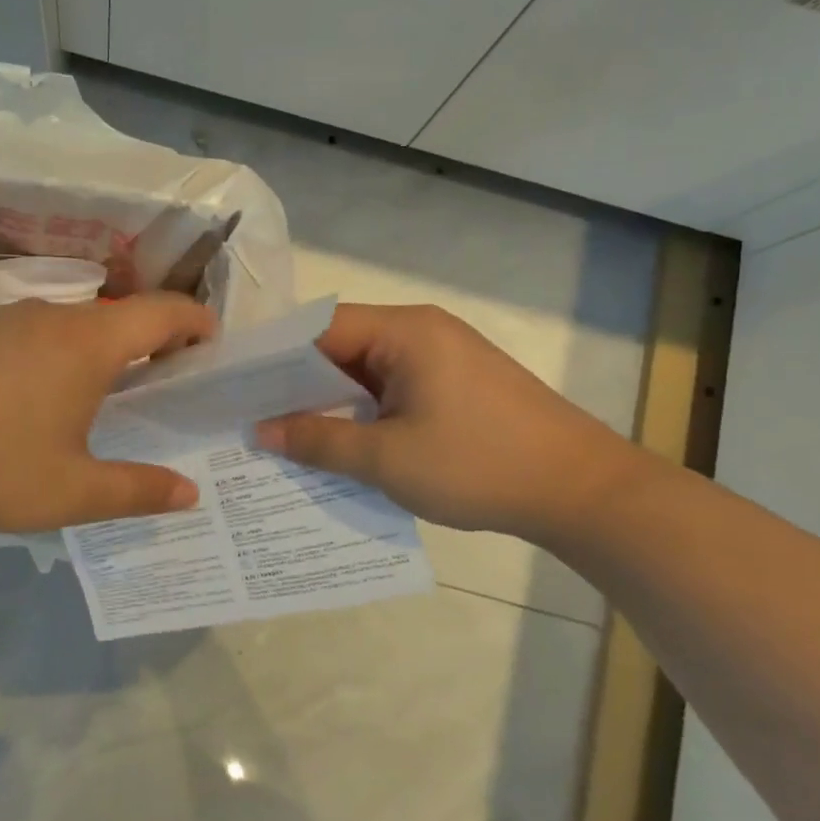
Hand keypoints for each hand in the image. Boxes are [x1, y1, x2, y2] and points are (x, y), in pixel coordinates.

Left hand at [0, 295, 215, 535]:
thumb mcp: (73, 492)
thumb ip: (139, 490)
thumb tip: (190, 492)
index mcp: (87, 343)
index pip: (162, 312)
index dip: (196, 322)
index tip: (212, 345)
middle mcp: (49, 316)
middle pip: (117, 316)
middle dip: (149, 342)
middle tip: (160, 386)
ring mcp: (2, 320)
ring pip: (70, 325)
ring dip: (97, 350)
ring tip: (97, 397)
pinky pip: (29, 334)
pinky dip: (53, 355)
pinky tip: (30, 400)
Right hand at [254, 304, 640, 542]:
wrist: (583, 492)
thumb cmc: (478, 465)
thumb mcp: (386, 459)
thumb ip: (318, 441)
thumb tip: (261, 430)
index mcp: (405, 331)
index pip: (319, 328)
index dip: (275, 358)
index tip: (237, 388)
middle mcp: (422, 331)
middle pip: (341, 347)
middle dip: (298, 384)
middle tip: (251, 417)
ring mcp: (443, 358)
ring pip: (366, 372)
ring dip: (332, 402)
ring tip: (286, 434)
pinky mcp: (456, 385)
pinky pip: (393, 390)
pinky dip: (363, 413)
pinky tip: (340, 444)